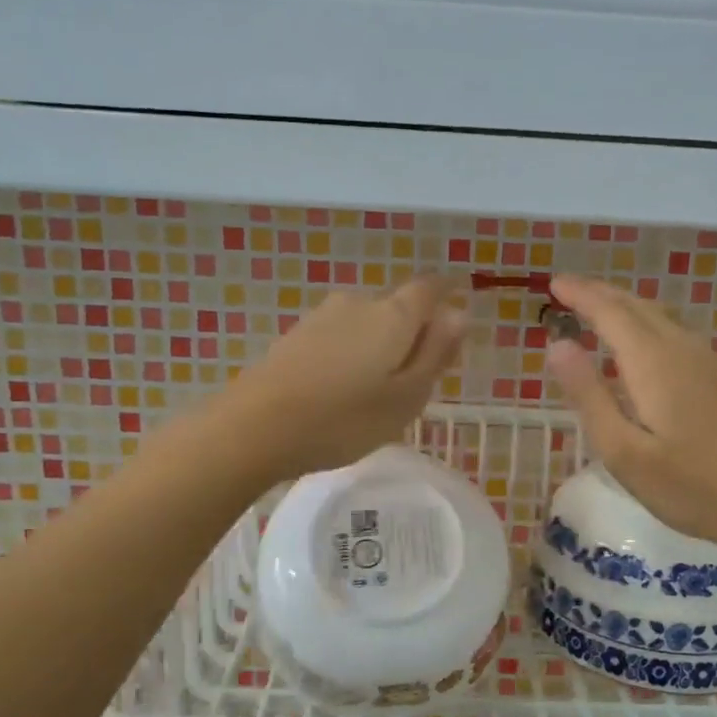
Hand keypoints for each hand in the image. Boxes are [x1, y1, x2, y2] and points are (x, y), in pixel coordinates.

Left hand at [222, 277, 466, 479]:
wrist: (257, 427)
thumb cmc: (345, 419)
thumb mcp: (406, 397)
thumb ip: (436, 353)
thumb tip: (459, 313)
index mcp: (393, 315)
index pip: (429, 289)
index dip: (446, 300)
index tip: (452, 329)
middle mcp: (358, 303)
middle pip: (396, 308)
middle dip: (411, 335)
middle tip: (413, 381)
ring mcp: (321, 317)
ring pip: (365, 325)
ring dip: (377, 348)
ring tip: (374, 393)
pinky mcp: (295, 336)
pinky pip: (338, 338)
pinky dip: (349, 356)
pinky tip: (340, 391)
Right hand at [545, 275, 716, 552]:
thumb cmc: (692, 487)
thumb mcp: (623, 451)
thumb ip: (589, 395)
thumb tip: (557, 345)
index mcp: (654, 363)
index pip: (610, 312)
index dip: (580, 294)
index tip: (553, 283)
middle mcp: (684, 350)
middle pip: (638, 307)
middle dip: (601, 293)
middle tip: (569, 290)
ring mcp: (712, 364)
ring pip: (662, 318)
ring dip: (627, 307)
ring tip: (600, 309)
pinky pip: (678, 334)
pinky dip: (650, 325)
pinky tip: (648, 345)